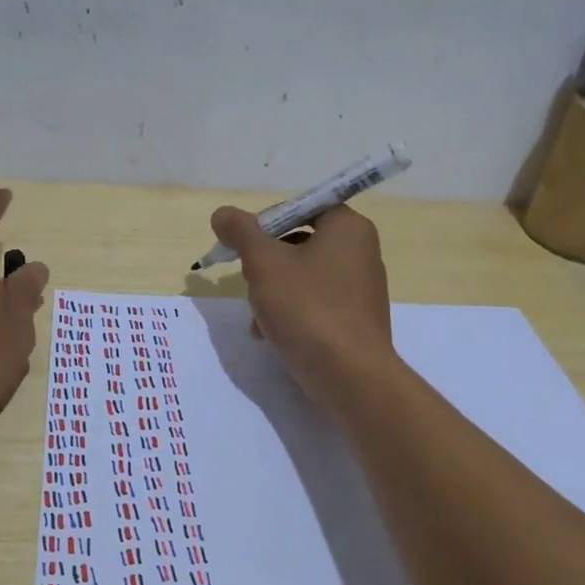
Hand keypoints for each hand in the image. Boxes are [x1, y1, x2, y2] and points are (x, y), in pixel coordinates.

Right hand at [209, 203, 395, 410]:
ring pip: (303, 276)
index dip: (266, 222)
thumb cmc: (308, 308)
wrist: (349, 376)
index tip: (242, 246)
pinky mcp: (355, 320)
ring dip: (272, 291)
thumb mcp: (264, 263)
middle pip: (299, 243)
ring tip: (256, 316)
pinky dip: (291, 312)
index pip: (300, 207)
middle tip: (247, 281)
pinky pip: (315, 303)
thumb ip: (241, 232)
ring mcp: (360, 289)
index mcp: (348, 227)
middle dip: (265, 263)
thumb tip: (223, 214)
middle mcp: (361, 251)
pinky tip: (269, 334)